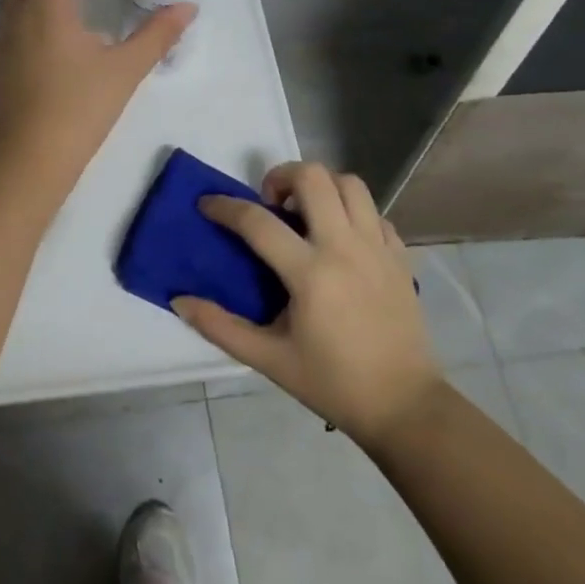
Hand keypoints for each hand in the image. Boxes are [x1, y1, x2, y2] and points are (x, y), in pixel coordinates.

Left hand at [0, 0, 193, 170]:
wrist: (27, 158)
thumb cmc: (78, 110)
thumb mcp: (125, 71)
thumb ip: (156, 35)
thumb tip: (186, 8)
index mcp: (47, 4)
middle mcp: (18, 9)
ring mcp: (5, 32)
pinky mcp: (2, 52)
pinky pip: (10, 0)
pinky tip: (49, 1)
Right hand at [174, 162, 441, 445]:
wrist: (405, 407)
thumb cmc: (332, 382)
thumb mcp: (269, 359)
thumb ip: (220, 327)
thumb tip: (179, 301)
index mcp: (310, 273)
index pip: (257, 221)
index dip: (224, 207)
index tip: (206, 205)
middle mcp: (345, 248)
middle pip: (313, 177)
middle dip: (281, 177)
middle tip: (269, 204)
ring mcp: (378, 248)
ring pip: (350, 184)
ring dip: (321, 187)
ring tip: (305, 214)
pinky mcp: (400, 256)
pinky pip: (374, 212)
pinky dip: (352, 212)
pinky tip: (339, 238)